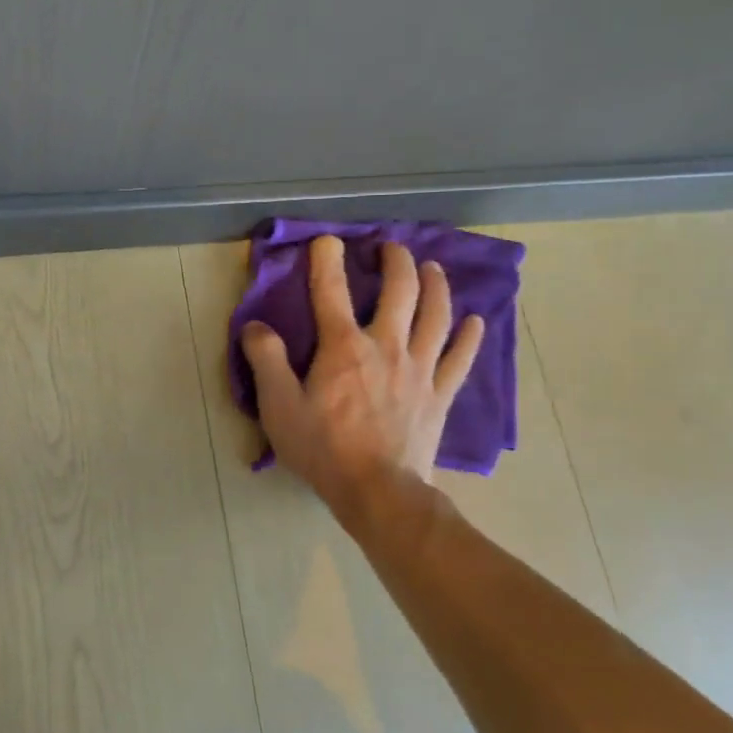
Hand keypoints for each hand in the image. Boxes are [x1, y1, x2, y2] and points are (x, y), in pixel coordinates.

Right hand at [243, 236, 483, 522]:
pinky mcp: (439, 394)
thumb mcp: (279, 407)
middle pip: (400, 291)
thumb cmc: (323, 448)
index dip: (327, 261)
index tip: (327, 240)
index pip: (331, 292)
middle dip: (396, 262)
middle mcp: (387, 346)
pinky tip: (475, 320)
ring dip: (436, 286)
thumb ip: (266, 360)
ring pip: (435, 315)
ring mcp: (420, 369)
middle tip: (391, 247)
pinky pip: (460, 358)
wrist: (378, 492)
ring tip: (433, 268)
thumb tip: (256, 325)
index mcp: (344, 347)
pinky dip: (469, 336)